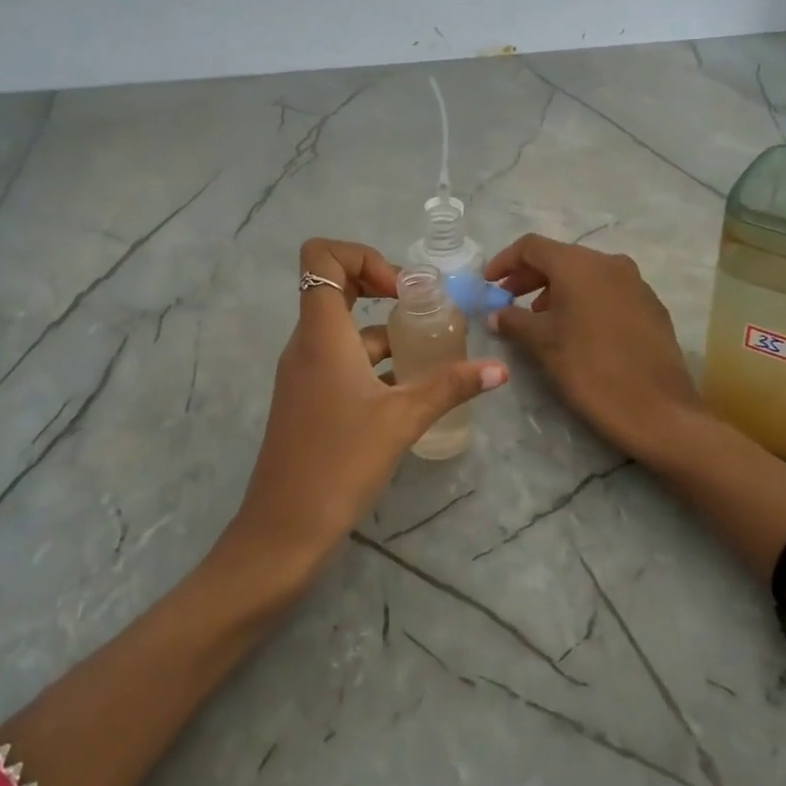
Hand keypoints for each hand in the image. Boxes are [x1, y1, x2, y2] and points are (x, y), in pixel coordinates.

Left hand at [224, 239, 507, 577]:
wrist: (284, 529)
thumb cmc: (340, 462)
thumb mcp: (403, 419)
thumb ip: (451, 386)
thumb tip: (501, 369)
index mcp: (321, 333)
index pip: (321, 257)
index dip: (362, 257)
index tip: (401, 291)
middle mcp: (306, 343)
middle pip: (334, 286)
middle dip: (380, 286)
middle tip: (421, 310)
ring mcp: (303, 372)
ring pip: (343, 329)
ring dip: (384, 331)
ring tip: (429, 353)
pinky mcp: (308, 399)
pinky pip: (340, 360)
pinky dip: (373, 362)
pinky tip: (408, 390)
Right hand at [485, 233, 704, 468]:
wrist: (657, 409)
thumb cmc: (590, 369)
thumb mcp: (543, 343)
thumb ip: (513, 320)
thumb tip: (495, 314)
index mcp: (579, 264)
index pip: (532, 246)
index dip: (505, 261)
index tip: (488, 283)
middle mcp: (609, 263)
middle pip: (560, 258)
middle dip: (529, 277)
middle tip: (507, 301)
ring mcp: (635, 282)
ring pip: (586, 275)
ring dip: (557, 290)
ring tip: (539, 320)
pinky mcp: (651, 305)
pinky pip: (608, 291)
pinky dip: (584, 300)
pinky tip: (576, 330)